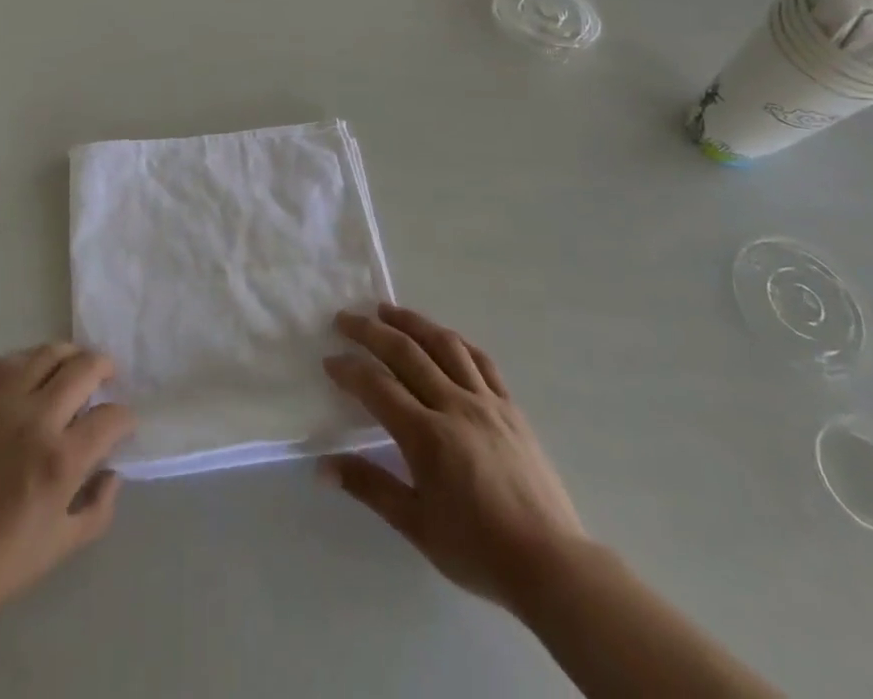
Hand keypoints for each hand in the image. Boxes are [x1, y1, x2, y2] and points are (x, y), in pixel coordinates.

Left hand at [0, 342, 135, 631]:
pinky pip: (8, 363)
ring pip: (47, 354)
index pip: (110, 417)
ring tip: (76, 367)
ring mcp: (1, 405)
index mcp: (61, 459)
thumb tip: (112, 473)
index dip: (125, 418)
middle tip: (109, 378)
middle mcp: (35, 419)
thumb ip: (97, 509)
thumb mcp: (59, 549)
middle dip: (105, 369)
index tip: (123, 426)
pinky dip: (30, 359)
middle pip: (84, 369)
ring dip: (71, 356)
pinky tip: (34, 371)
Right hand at [321, 304, 586, 610]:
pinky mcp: (510, 407)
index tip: (330, 360)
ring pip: (443, 345)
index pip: (378, 387)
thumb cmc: (477, 550)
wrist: (550, 563)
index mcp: (426, 436)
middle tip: (346, 318)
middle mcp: (454, 406)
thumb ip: (369, 487)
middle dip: (371, 331)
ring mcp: (486, 402)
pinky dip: (456, 342)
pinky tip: (444, 337)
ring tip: (388, 310)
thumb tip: (322, 466)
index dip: (350, 369)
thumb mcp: (416, 526)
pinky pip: (480, 361)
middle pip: (406, 353)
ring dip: (412, 322)